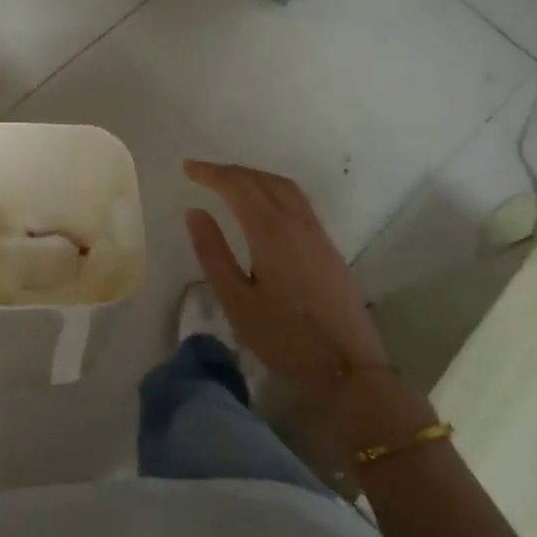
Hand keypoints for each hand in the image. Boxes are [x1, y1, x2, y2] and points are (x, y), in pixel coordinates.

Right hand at [183, 160, 389, 400]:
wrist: (349, 368)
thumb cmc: (284, 338)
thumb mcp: (236, 301)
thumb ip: (213, 252)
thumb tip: (195, 212)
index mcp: (271, 231)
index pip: (237, 186)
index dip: (211, 173)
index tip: (187, 168)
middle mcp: (297, 222)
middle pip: (262, 179)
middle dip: (231, 171)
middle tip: (203, 173)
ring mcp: (317, 233)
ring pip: (284, 187)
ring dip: (254, 177)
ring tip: (230, 183)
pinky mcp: (328, 247)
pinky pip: (297, 201)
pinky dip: (273, 190)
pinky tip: (263, 206)